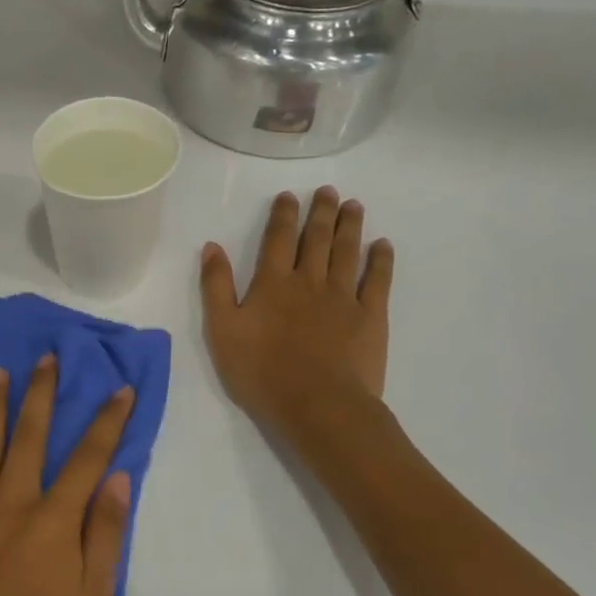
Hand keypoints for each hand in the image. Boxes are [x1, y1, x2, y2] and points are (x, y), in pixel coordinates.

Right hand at [200, 186, 394, 437]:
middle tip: (328, 191)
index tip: (290, 195)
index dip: (284, 215)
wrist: (318, 405)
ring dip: (350, 227)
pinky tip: (383, 245)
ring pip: (347, 253)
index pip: (278, 239)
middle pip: (317, 239)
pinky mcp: (370, 318)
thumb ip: (217, 286)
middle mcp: (310, 281)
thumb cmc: (262, 371)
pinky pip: (378, 281)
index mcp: (273, 283)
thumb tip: (212, 247)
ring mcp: (344, 298)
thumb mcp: (223, 330)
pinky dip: (381, 261)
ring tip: (353, 205)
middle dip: (321, 212)